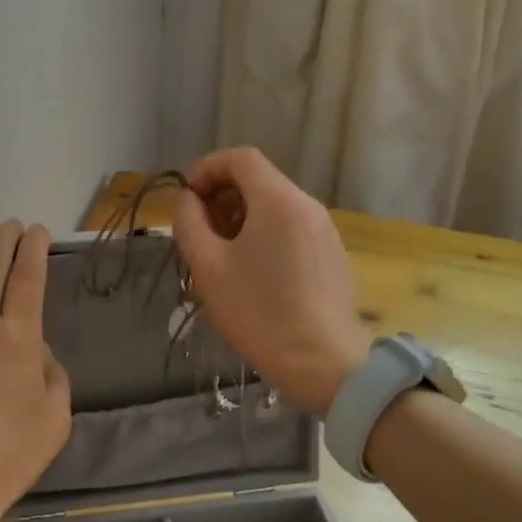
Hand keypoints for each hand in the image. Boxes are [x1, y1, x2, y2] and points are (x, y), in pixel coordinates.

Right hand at [171, 148, 370, 415]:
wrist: (322, 363)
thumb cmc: (257, 312)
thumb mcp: (207, 266)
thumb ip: (189, 222)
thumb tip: (189, 200)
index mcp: (278, 200)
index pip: (240, 157)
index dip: (207, 169)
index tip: (187, 200)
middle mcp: (307, 205)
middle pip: (259, 180)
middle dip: (222, 197)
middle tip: (200, 233)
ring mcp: (325, 230)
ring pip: (276, 206)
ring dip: (242, 218)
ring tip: (223, 257)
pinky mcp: (333, 255)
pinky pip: (293, 228)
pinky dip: (266, 235)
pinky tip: (255, 274)